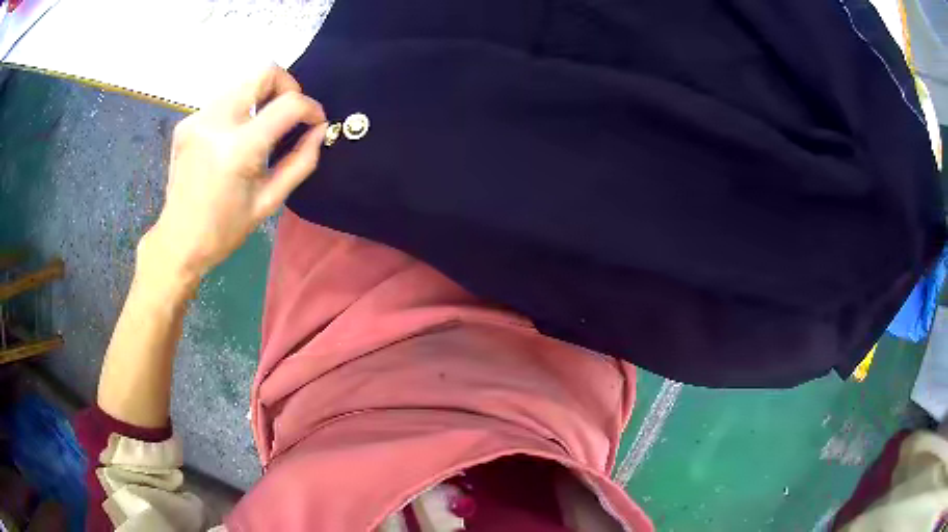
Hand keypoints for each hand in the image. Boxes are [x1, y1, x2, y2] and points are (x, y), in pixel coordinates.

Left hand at [141, 65, 326, 283]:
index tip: (316, 123)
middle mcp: (215, 122)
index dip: (311, 108)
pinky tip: (235, 138)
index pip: (289, 103)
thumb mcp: (269, 201)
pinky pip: (224, 100)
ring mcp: (197, 119)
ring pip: (244, 83)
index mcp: (237, 148)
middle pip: (264, 72)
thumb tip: (320, 130)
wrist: (178, 241)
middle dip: (287, 87)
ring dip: (262, 98)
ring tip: (263, 128)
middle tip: (290, 114)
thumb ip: (301, 161)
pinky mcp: (187, 122)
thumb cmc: (225, 229)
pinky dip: (240, 110)